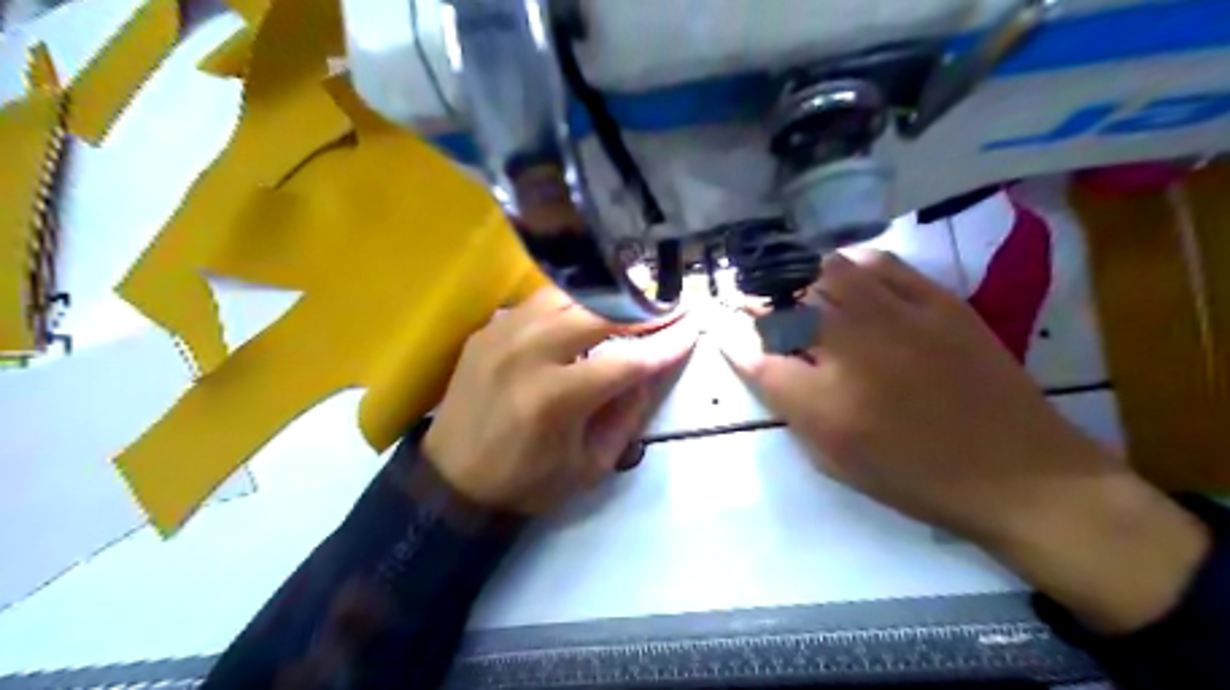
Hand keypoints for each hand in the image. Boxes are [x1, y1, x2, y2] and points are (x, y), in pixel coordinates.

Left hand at [420, 287, 691, 514]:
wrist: (452, 480)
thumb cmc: (527, 482)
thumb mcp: (590, 463)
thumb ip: (629, 413)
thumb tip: (655, 367)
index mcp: (555, 398)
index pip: (627, 359)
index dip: (666, 343)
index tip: (694, 327)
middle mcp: (527, 354)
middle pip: (599, 312)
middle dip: (643, 310)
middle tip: (669, 308)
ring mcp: (502, 334)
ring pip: (568, 295)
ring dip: (606, 299)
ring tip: (632, 306)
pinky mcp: (488, 329)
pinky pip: (539, 302)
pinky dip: (571, 304)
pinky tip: (585, 314)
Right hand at [719, 252, 1207, 633]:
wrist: (1016, 472)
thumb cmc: (914, 475)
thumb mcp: (834, 457)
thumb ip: (788, 404)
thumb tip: (753, 359)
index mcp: (823, 401)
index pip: (755, 355)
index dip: (730, 334)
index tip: (719, 322)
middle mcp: (852, 349)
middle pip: (786, 302)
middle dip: (759, 298)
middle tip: (756, 303)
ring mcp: (897, 317)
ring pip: (828, 272)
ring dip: (802, 277)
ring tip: (799, 288)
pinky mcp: (937, 301)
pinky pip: (881, 263)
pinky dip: (853, 265)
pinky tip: (849, 276)